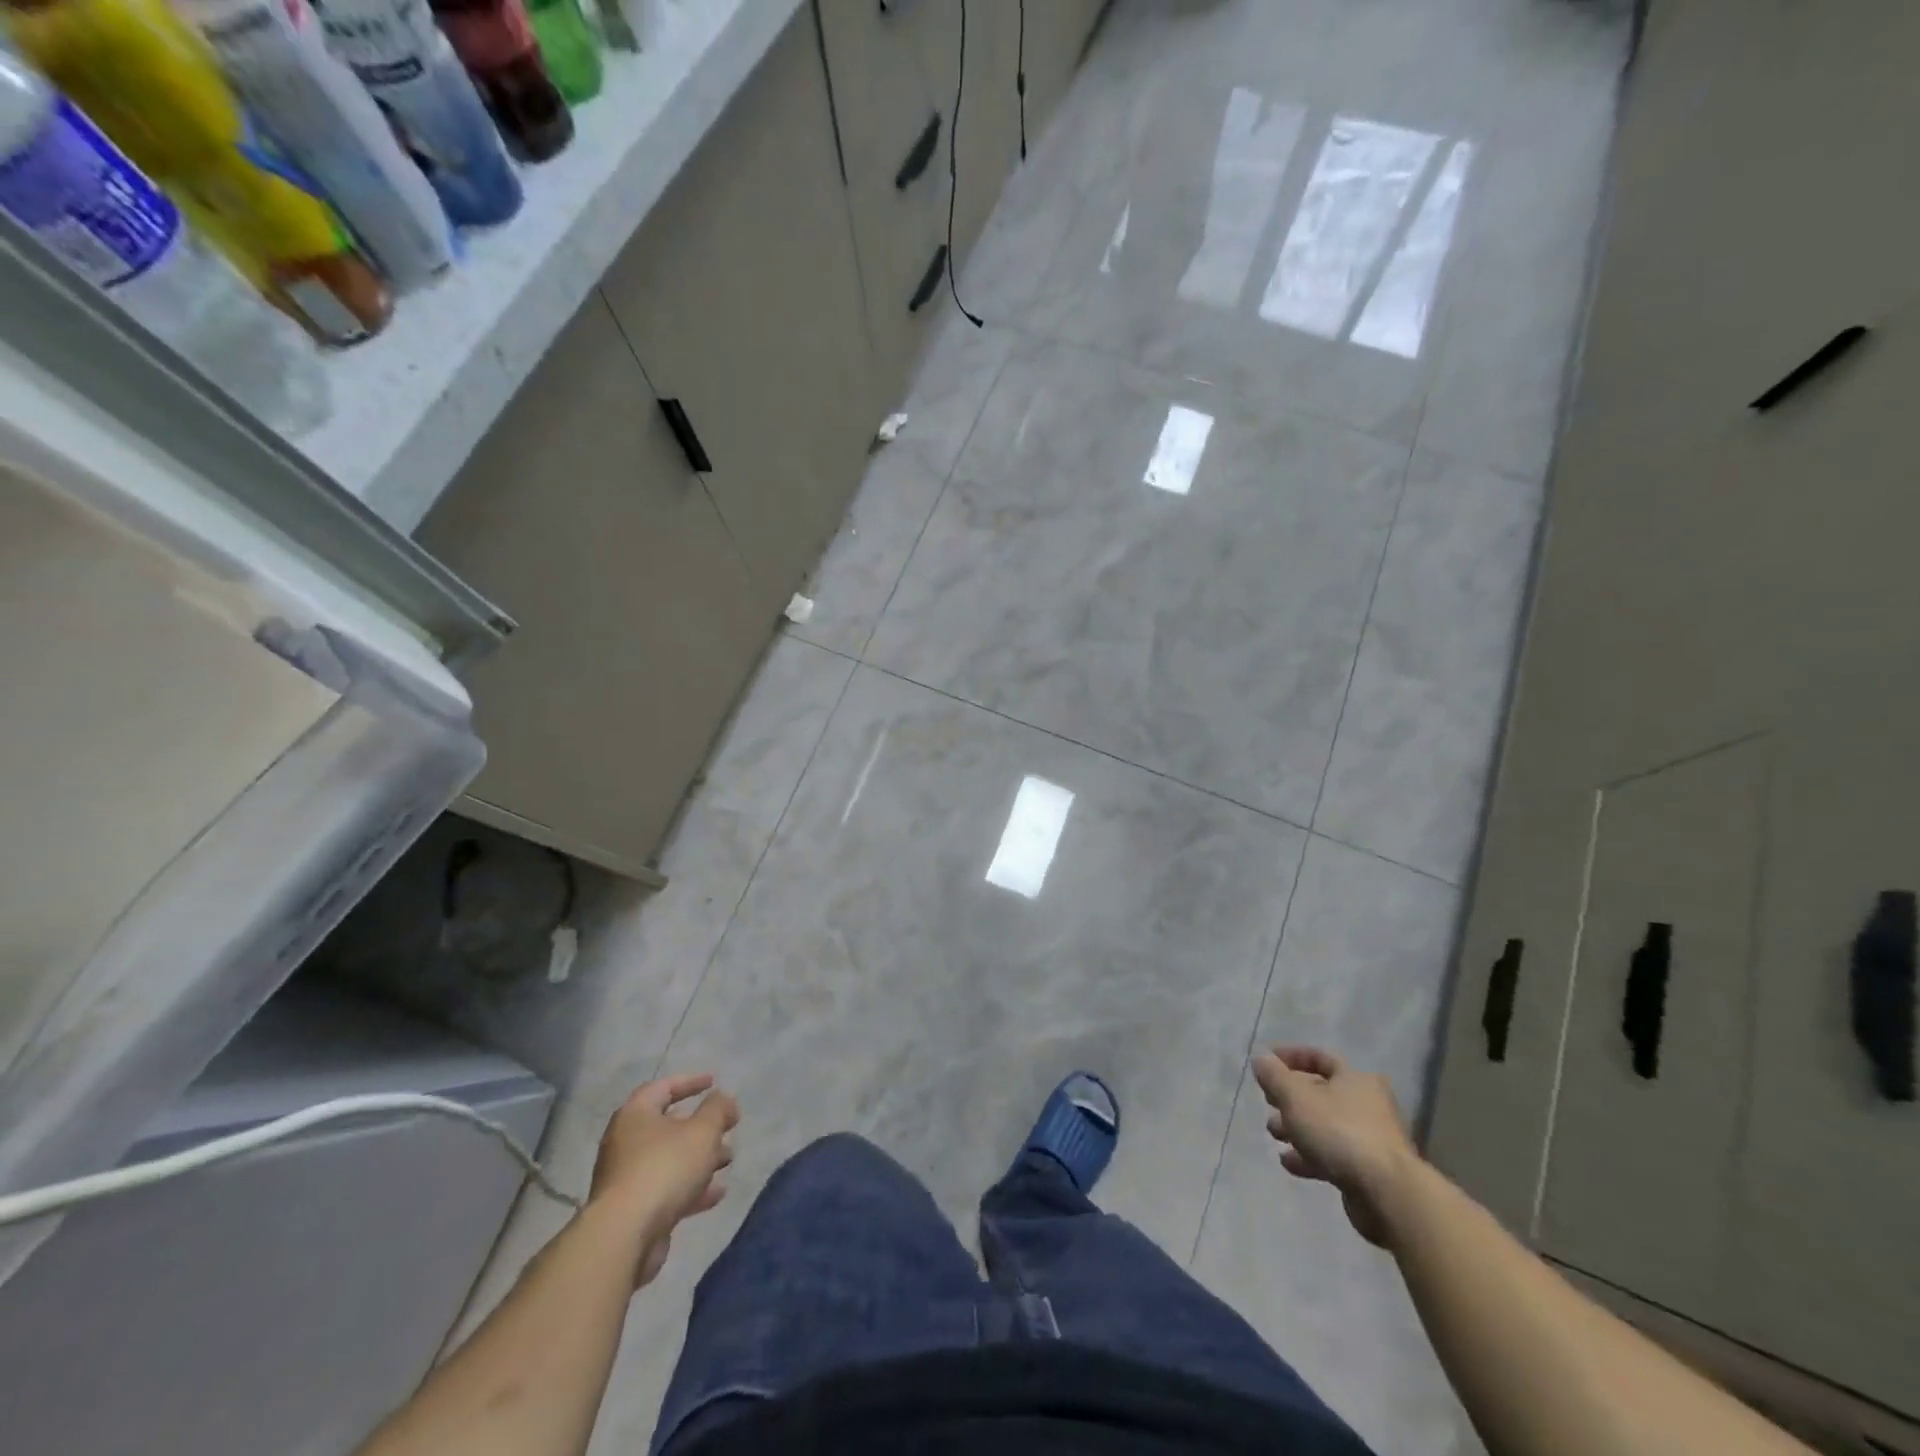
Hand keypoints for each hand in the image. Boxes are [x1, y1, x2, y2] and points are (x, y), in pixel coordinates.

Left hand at [589, 1073, 738, 1285]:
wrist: (624, 1236)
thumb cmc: (664, 1169)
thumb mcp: (703, 1131)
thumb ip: (718, 1110)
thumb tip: (723, 1099)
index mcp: (636, 1114)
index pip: (663, 1087)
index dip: (691, 1081)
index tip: (714, 1082)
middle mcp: (625, 1142)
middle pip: (668, 1125)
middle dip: (701, 1126)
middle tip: (727, 1126)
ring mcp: (626, 1178)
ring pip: (669, 1159)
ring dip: (700, 1158)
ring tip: (728, 1160)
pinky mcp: (630, 1210)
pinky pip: (665, 1189)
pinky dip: (690, 1187)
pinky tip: (716, 1193)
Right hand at [1252, 1046, 1418, 1248]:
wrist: (1387, 1193)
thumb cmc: (1339, 1131)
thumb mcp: (1296, 1097)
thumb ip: (1274, 1076)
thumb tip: (1261, 1058)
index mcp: (1355, 1079)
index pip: (1320, 1057)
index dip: (1291, 1056)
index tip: (1266, 1062)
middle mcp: (1368, 1104)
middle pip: (1322, 1093)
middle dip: (1290, 1097)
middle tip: (1268, 1102)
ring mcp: (1371, 1139)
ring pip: (1326, 1125)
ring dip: (1297, 1127)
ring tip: (1273, 1133)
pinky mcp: (1370, 1171)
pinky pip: (1333, 1155)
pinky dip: (1309, 1155)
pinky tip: (1288, 1162)